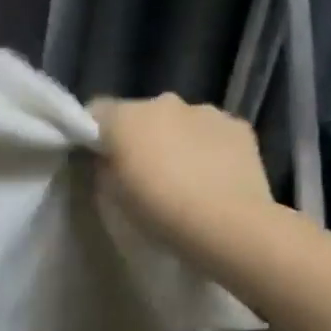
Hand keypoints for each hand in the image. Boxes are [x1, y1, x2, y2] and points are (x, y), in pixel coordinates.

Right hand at [89, 93, 274, 248]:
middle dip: (137, 136)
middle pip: (139, 114)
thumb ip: (102, 168)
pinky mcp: (239, 127)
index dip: (91, 133)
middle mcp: (164, 102)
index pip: (95, 111)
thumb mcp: (109, 197)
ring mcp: (205, 111)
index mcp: (125, 118)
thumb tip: (107, 159)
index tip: (94, 158)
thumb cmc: (158, 213)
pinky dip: (206, 147)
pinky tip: (211, 177)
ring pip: (178, 121)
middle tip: (140, 171)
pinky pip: (211, 132)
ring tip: (180, 176)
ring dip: (173, 139)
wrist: (228, 228)